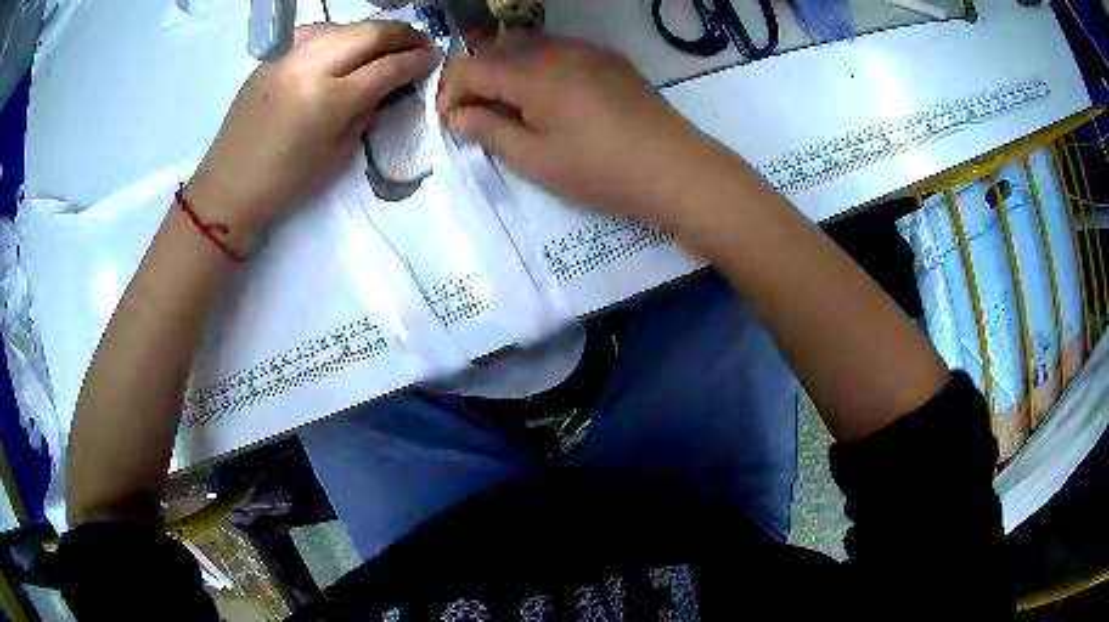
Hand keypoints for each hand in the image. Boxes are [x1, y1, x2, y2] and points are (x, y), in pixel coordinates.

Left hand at [188, 20, 438, 248]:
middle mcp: (310, 67)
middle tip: (419, 42)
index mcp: (329, 100)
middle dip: (402, 34)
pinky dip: (337, 33)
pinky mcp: (271, 58)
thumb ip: (365, 114)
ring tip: (386, 40)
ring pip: (342, 27)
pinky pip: (313, 33)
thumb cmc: (284, 183)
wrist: (228, 187)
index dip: (416, 61)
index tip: (433, 58)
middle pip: (368, 34)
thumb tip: (385, 89)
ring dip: (371, 30)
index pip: (386, 67)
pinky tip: (343, 42)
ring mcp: (287, 57)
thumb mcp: (337, 156)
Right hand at [439, 34, 713, 220]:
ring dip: (508, 68)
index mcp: (532, 73)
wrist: (674, 168)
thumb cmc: (600, 170)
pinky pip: (561, 49)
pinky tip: (550, 95)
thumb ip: (489, 131)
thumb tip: (457, 115)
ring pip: (530, 44)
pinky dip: (540, 65)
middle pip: (498, 47)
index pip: (471, 66)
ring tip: (511, 105)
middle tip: (476, 112)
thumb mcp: (535, 159)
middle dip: (477, 76)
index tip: (450, 120)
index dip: (450, 91)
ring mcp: (587, 49)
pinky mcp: (609, 58)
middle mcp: (556, 49)